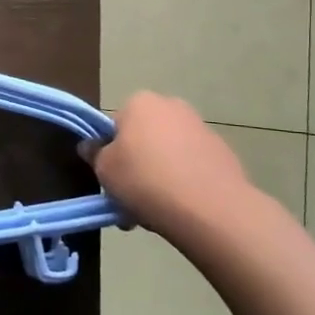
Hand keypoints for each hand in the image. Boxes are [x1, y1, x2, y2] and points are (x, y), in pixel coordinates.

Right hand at [89, 92, 260, 243]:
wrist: (208, 207)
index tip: (110, 180)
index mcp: (141, 102)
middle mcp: (172, 106)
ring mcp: (201, 128)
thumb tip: (92, 145)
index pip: (115, 125)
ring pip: (168, 155)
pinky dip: (184, 183)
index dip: (109, 154)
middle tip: (130, 200)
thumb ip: (95, 154)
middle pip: (144, 139)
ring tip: (155, 212)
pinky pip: (192, 167)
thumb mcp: (105, 170)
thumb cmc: (145, 180)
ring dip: (159, 177)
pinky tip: (181, 210)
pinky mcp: (223, 152)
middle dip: (136, 167)